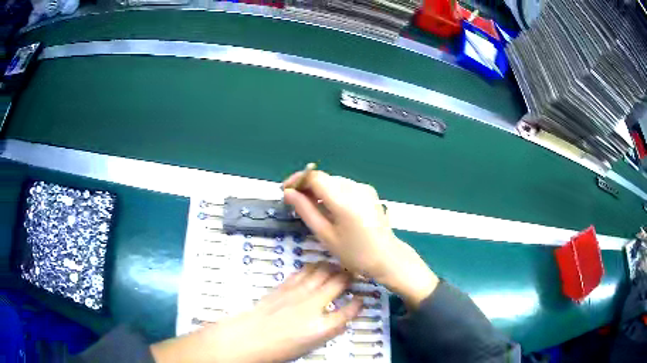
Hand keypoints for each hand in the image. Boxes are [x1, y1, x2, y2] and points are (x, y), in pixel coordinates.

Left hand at [151, 263, 361, 362]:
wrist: (248, 338)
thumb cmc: (279, 349)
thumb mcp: (310, 345)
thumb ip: (328, 330)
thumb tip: (340, 318)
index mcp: (322, 326)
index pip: (349, 310)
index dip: (359, 303)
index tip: (363, 298)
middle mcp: (313, 306)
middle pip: (338, 283)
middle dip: (350, 277)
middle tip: (356, 274)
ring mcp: (297, 293)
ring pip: (322, 272)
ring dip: (333, 267)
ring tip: (340, 266)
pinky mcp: (284, 287)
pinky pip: (303, 272)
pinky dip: (314, 267)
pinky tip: (317, 267)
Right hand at [283, 171, 438, 307]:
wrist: (387, 258)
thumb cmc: (354, 253)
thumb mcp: (325, 235)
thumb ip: (306, 210)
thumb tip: (288, 193)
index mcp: (344, 199)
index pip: (314, 177)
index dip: (297, 180)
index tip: (285, 191)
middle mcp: (355, 187)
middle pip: (324, 178)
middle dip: (306, 186)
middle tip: (294, 202)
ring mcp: (364, 188)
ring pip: (333, 181)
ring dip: (319, 189)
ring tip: (309, 207)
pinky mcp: (369, 192)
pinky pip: (344, 186)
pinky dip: (332, 193)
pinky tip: (328, 208)